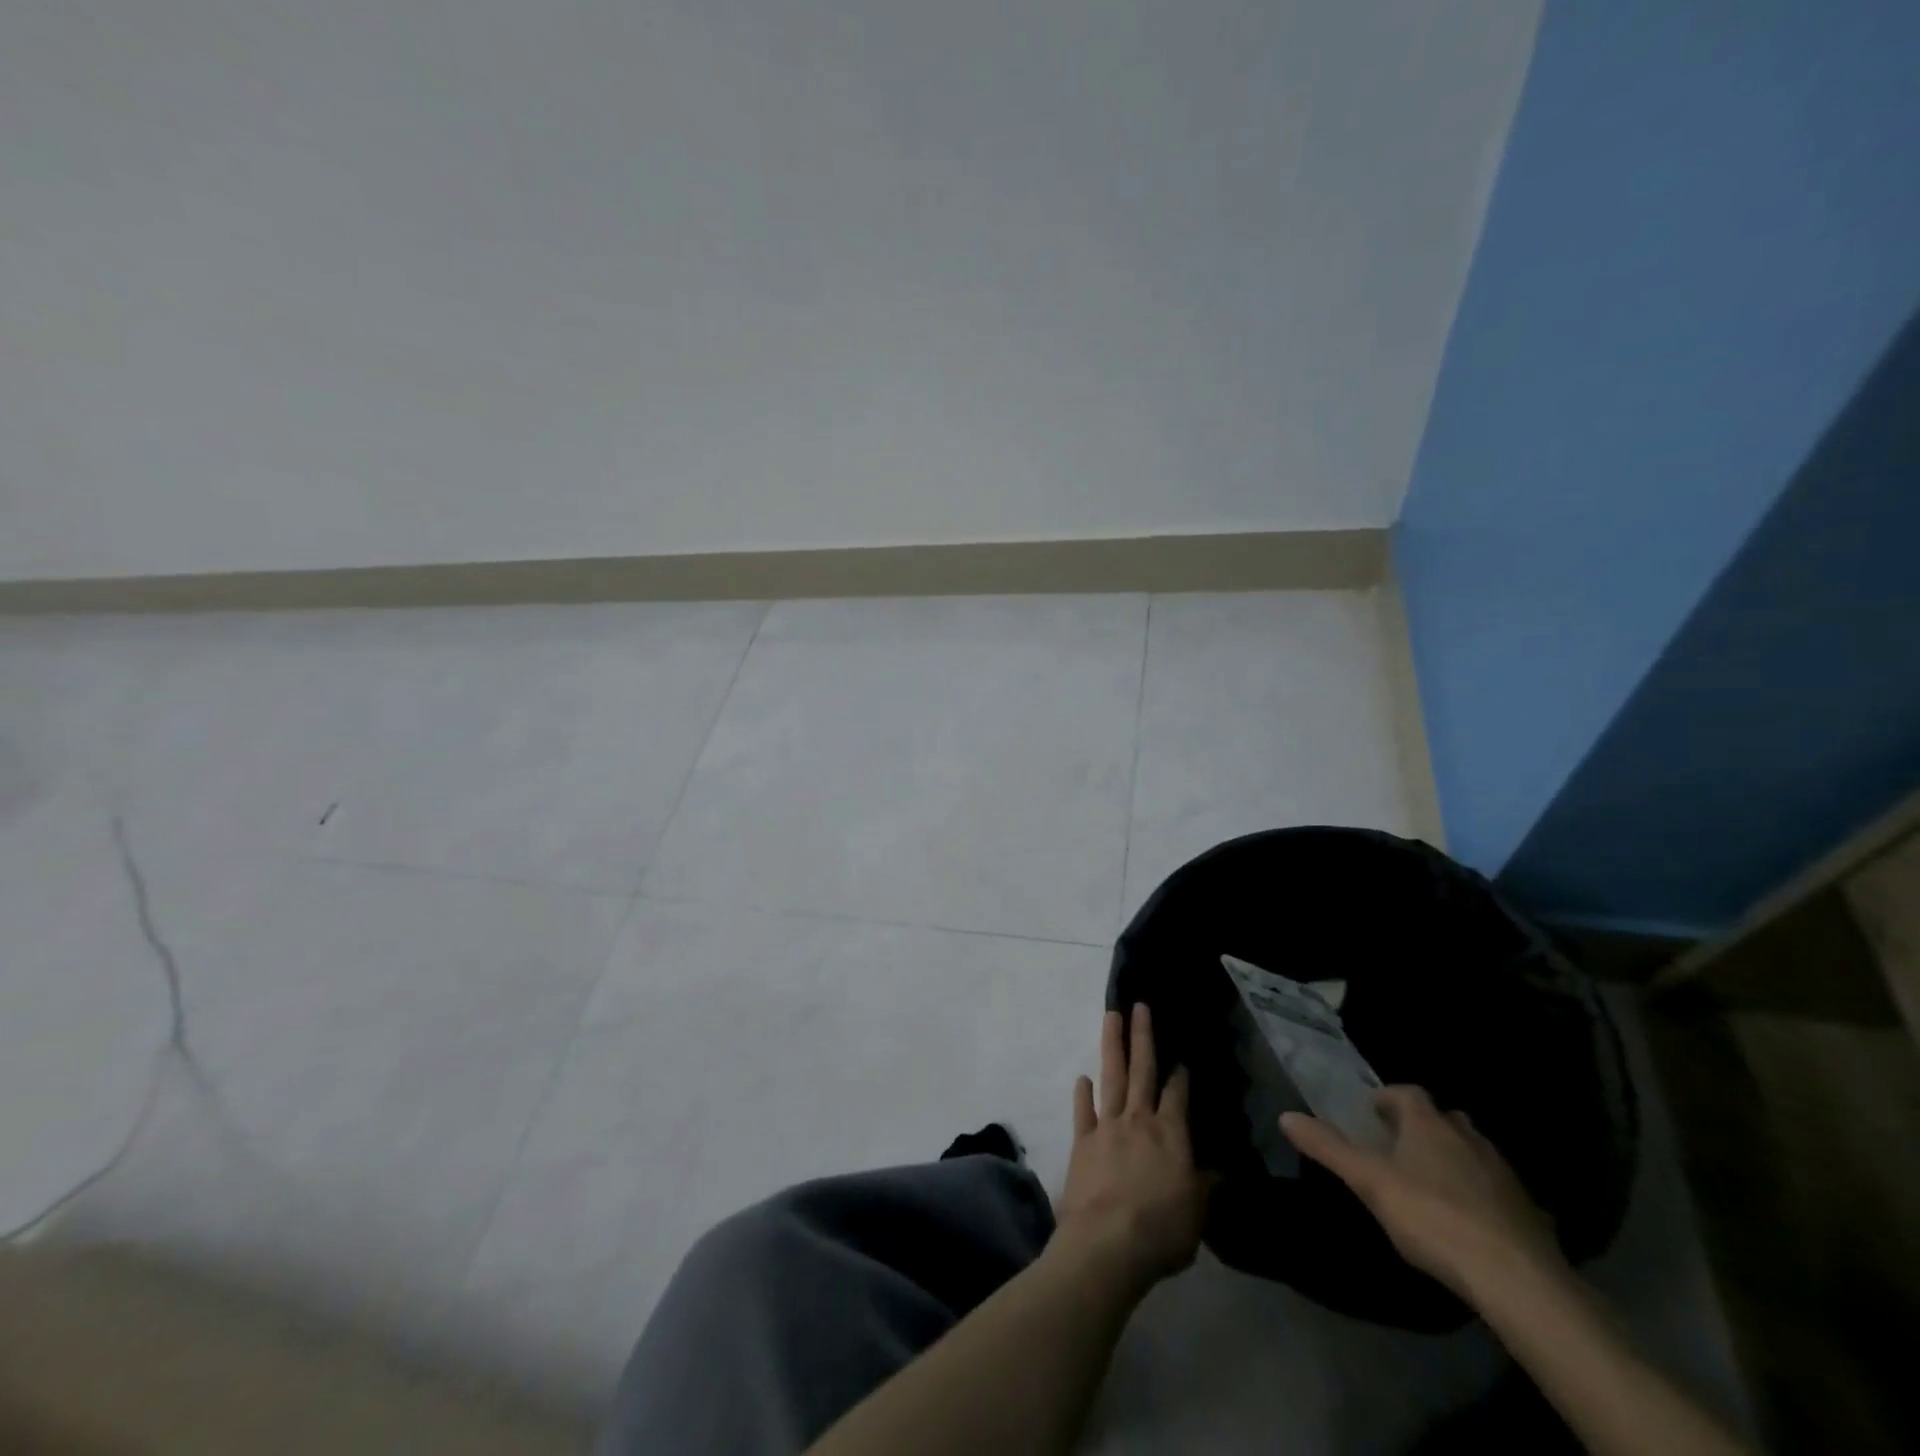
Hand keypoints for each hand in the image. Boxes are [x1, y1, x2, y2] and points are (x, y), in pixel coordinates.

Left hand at [1052, 1005, 1213, 1295]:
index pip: (1178, 1095)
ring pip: (1112, 1076)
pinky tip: (1083, 1077)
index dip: (1181, 1075)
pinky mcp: (1083, 1141)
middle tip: (1140, 1005)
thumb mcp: (1196, 1215)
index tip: (1181, 1057)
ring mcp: (1108, 1126)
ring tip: (1111, 1016)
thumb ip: (1204, 1188)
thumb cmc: (1161, 1232)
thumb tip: (1218, 1172)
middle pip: (1142, 1070)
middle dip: (1142, 1036)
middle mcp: (1139, 1120)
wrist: (1107, 1244)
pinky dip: (1082, 1093)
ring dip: (1112, 1044)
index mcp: (1171, 1135)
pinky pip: (1083, 1110)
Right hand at [1281, 1086, 1563, 1300]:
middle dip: (1423, 1127)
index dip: (1388, 1099)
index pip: (1407, 1092)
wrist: (1518, 1281)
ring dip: (1453, 1159)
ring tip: (1432, 1185)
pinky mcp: (1529, 1213)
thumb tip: (1286, 1116)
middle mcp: (1469, 1137)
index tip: (1371, 1116)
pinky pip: (1497, 1191)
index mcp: (1429, 1123)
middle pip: (1444, 1119)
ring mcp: (1504, 1175)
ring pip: (1473, 1152)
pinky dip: (1481, 1196)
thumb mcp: (1368, 1181)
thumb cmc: (1432, 1218)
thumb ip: (1327, 1147)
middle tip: (1400, 1149)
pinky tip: (1469, 1224)